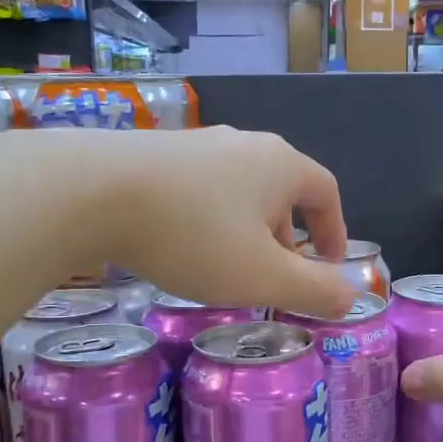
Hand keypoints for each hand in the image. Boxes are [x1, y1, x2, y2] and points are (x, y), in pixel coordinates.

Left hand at [0, 127, 356, 319]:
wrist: (92, 190)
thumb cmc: (194, 235)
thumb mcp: (262, 276)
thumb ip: (313, 290)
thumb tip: (350, 298)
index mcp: (280, 164)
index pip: (326, 191)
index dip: (334, 231)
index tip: (327, 267)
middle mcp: (243, 144)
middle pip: (281, 192)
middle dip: (285, 239)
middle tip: (272, 279)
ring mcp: (196, 145)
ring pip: (237, 192)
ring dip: (244, 232)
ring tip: (225, 269)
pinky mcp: (155, 153)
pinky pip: (199, 190)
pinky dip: (206, 221)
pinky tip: (181, 247)